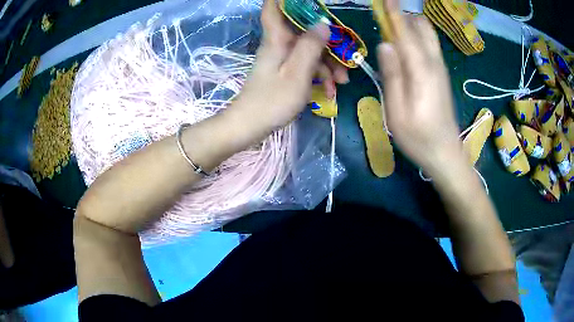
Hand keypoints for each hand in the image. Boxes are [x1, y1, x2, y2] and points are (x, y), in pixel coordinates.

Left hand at [235, 0, 348, 129]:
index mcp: (277, 38)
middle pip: (304, 31)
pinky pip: (305, 64)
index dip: (284, 0)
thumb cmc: (273, 99)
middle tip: (345, 58)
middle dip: (327, 42)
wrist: (251, 125)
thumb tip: (323, 23)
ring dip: (328, 63)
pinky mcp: (284, 71)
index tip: (308, 1)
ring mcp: (282, 58)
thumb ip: (311, 46)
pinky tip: (330, 90)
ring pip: (309, 49)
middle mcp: (279, 44)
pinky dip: (319, 74)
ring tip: (341, 83)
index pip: (273, 8)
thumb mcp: (297, 73)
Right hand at [377, 0, 463, 174]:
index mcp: (422, 72)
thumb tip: (386, 45)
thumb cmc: (418, 138)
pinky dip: (417, 36)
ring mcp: (440, 69)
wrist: (446, 154)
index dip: (394, 14)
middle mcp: (434, 64)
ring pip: (428, 36)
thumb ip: (392, 76)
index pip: (406, 33)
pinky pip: (429, 46)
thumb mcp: (397, 112)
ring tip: (392, 25)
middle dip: (404, 15)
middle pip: (422, 29)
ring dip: (411, 24)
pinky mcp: (442, 75)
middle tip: (385, 13)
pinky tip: (405, 42)